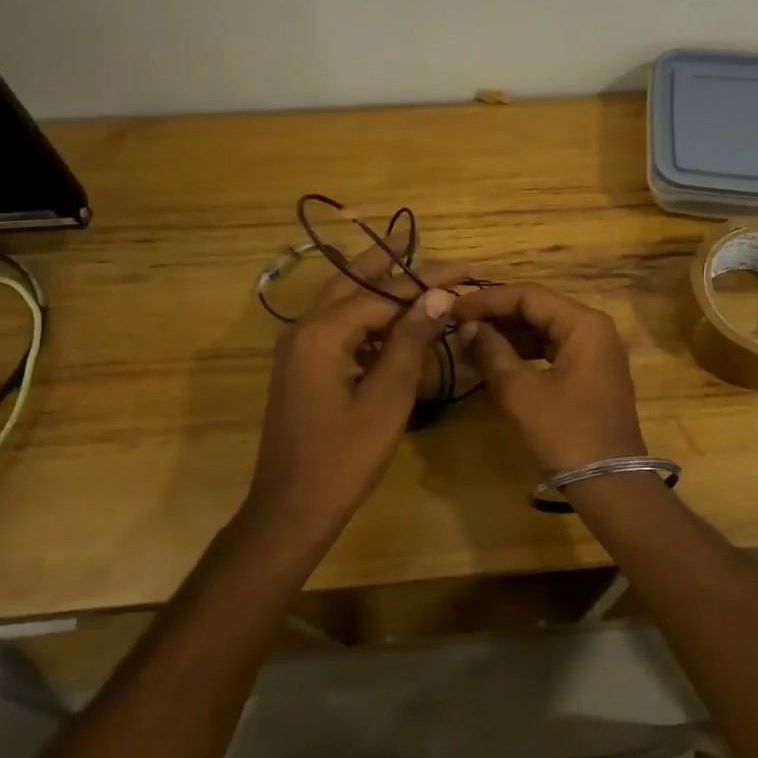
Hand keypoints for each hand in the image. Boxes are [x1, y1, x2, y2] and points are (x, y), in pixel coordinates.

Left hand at [250, 257, 464, 529]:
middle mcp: (303, 329)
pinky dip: (365, 316)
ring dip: (377, 288)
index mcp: (323, 332)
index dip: (427, 281)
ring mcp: (297, 348)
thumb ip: (411, 340)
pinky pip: (336, 326)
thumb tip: (438, 295)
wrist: (291, 509)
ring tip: (417, 278)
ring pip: (341, 301)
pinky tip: (393, 325)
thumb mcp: (387, 397)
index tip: (466, 270)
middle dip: (391, 264)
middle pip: (353, 281)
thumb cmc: (344, 457)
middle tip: (428, 248)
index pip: (384, 292)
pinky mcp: (300, 366)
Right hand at [450, 282, 646, 472]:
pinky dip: (525, 353)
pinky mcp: (591, 375)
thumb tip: (468, 327)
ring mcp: (596, 352)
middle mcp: (594, 328)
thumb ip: (492, 353)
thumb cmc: (566, 433)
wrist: (611, 485)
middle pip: (538, 308)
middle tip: (458, 324)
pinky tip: (496, 361)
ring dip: (509, 334)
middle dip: (497, 315)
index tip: (452, 309)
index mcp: (584, 323)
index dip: (487, 300)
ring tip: (470, 341)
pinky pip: (553, 350)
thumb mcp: (522, 392)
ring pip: (545, 330)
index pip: (528, 295)